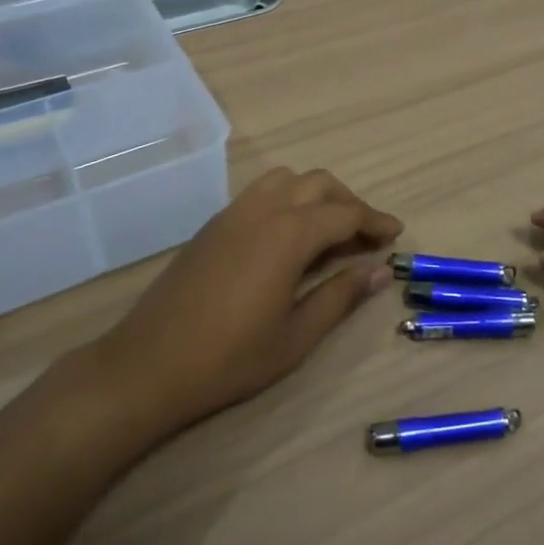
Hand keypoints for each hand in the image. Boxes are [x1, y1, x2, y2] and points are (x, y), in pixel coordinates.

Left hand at [95, 168, 401, 432]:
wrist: (147, 365)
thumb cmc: (229, 358)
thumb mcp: (296, 336)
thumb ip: (340, 296)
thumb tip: (380, 271)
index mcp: (288, 234)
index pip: (344, 214)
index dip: (375, 222)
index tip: (396, 235)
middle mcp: (263, 210)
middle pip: (319, 184)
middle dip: (349, 202)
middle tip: (367, 235)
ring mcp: (234, 213)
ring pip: (287, 179)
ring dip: (316, 194)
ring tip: (330, 229)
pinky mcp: (214, 224)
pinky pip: (261, 192)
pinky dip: (288, 199)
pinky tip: (289, 236)